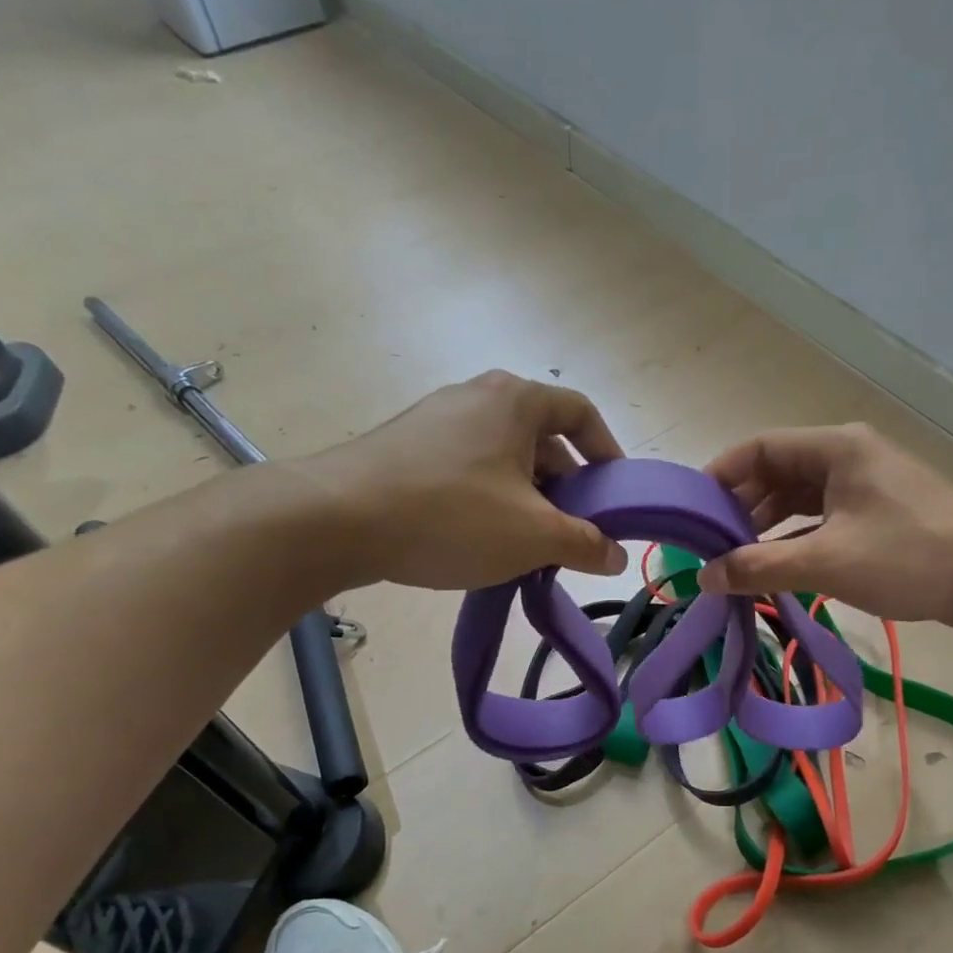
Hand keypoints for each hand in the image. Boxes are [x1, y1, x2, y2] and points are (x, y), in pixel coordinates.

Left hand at [297, 371, 629, 589]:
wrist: (335, 519)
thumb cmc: (451, 515)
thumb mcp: (532, 536)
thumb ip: (584, 544)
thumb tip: (617, 556)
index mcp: (516, 401)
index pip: (581, 413)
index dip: (607, 451)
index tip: (614, 492)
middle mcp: (477, 396)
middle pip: (541, 437)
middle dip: (565, 485)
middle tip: (572, 530)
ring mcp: (436, 419)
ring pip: (503, 456)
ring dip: (527, 496)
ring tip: (528, 542)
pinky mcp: (406, 446)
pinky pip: (467, 466)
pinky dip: (488, 496)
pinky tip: (480, 538)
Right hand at [698, 424, 952, 627]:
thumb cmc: (911, 557)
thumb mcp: (827, 562)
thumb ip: (760, 567)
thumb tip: (704, 577)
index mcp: (835, 448)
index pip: (758, 449)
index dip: (719, 476)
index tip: (689, 511)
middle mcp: (846, 456)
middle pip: (776, 473)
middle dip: (739, 508)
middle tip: (707, 544)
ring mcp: (864, 485)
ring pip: (798, 499)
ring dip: (766, 527)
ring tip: (733, 560)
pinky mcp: (877, 513)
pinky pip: (820, 519)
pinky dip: (794, 539)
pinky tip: (774, 567)